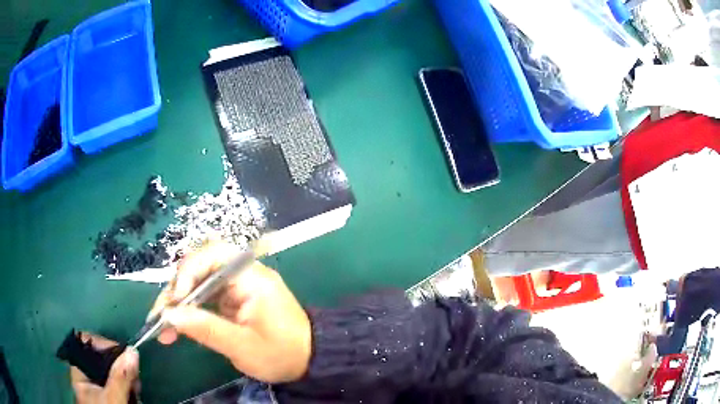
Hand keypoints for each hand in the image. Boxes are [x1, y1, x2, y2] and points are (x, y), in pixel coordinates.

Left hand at [70, 333, 139, 403]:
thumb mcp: (114, 400)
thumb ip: (120, 378)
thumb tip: (132, 351)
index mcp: (78, 373)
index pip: (84, 343)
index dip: (101, 342)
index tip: (122, 353)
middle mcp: (85, 376)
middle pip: (100, 358)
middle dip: (119, 363)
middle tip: (134, 374)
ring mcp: (97, 387)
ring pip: (110, 372)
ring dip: (125, 376)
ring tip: (136, 387)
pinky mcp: (108, 396)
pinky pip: (116, 383)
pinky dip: (126, 385)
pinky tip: (134, 394)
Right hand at [149, 243, 311, 382]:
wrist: (309, 360)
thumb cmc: (282, 354)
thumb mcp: (243, 347)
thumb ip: (205, 328)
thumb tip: (169, 314)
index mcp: (252, 277)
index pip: (214, 255)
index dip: (188, 271)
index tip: (175, 298)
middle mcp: (242, 275)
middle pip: (200, 268)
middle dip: (177, 290)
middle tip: (160, 315)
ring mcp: (236, 287)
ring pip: (198, 283)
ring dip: (178, 302)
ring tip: (163, 326)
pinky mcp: (232, 300)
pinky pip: (204, 297)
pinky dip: (189, 310)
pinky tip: (176, 326)